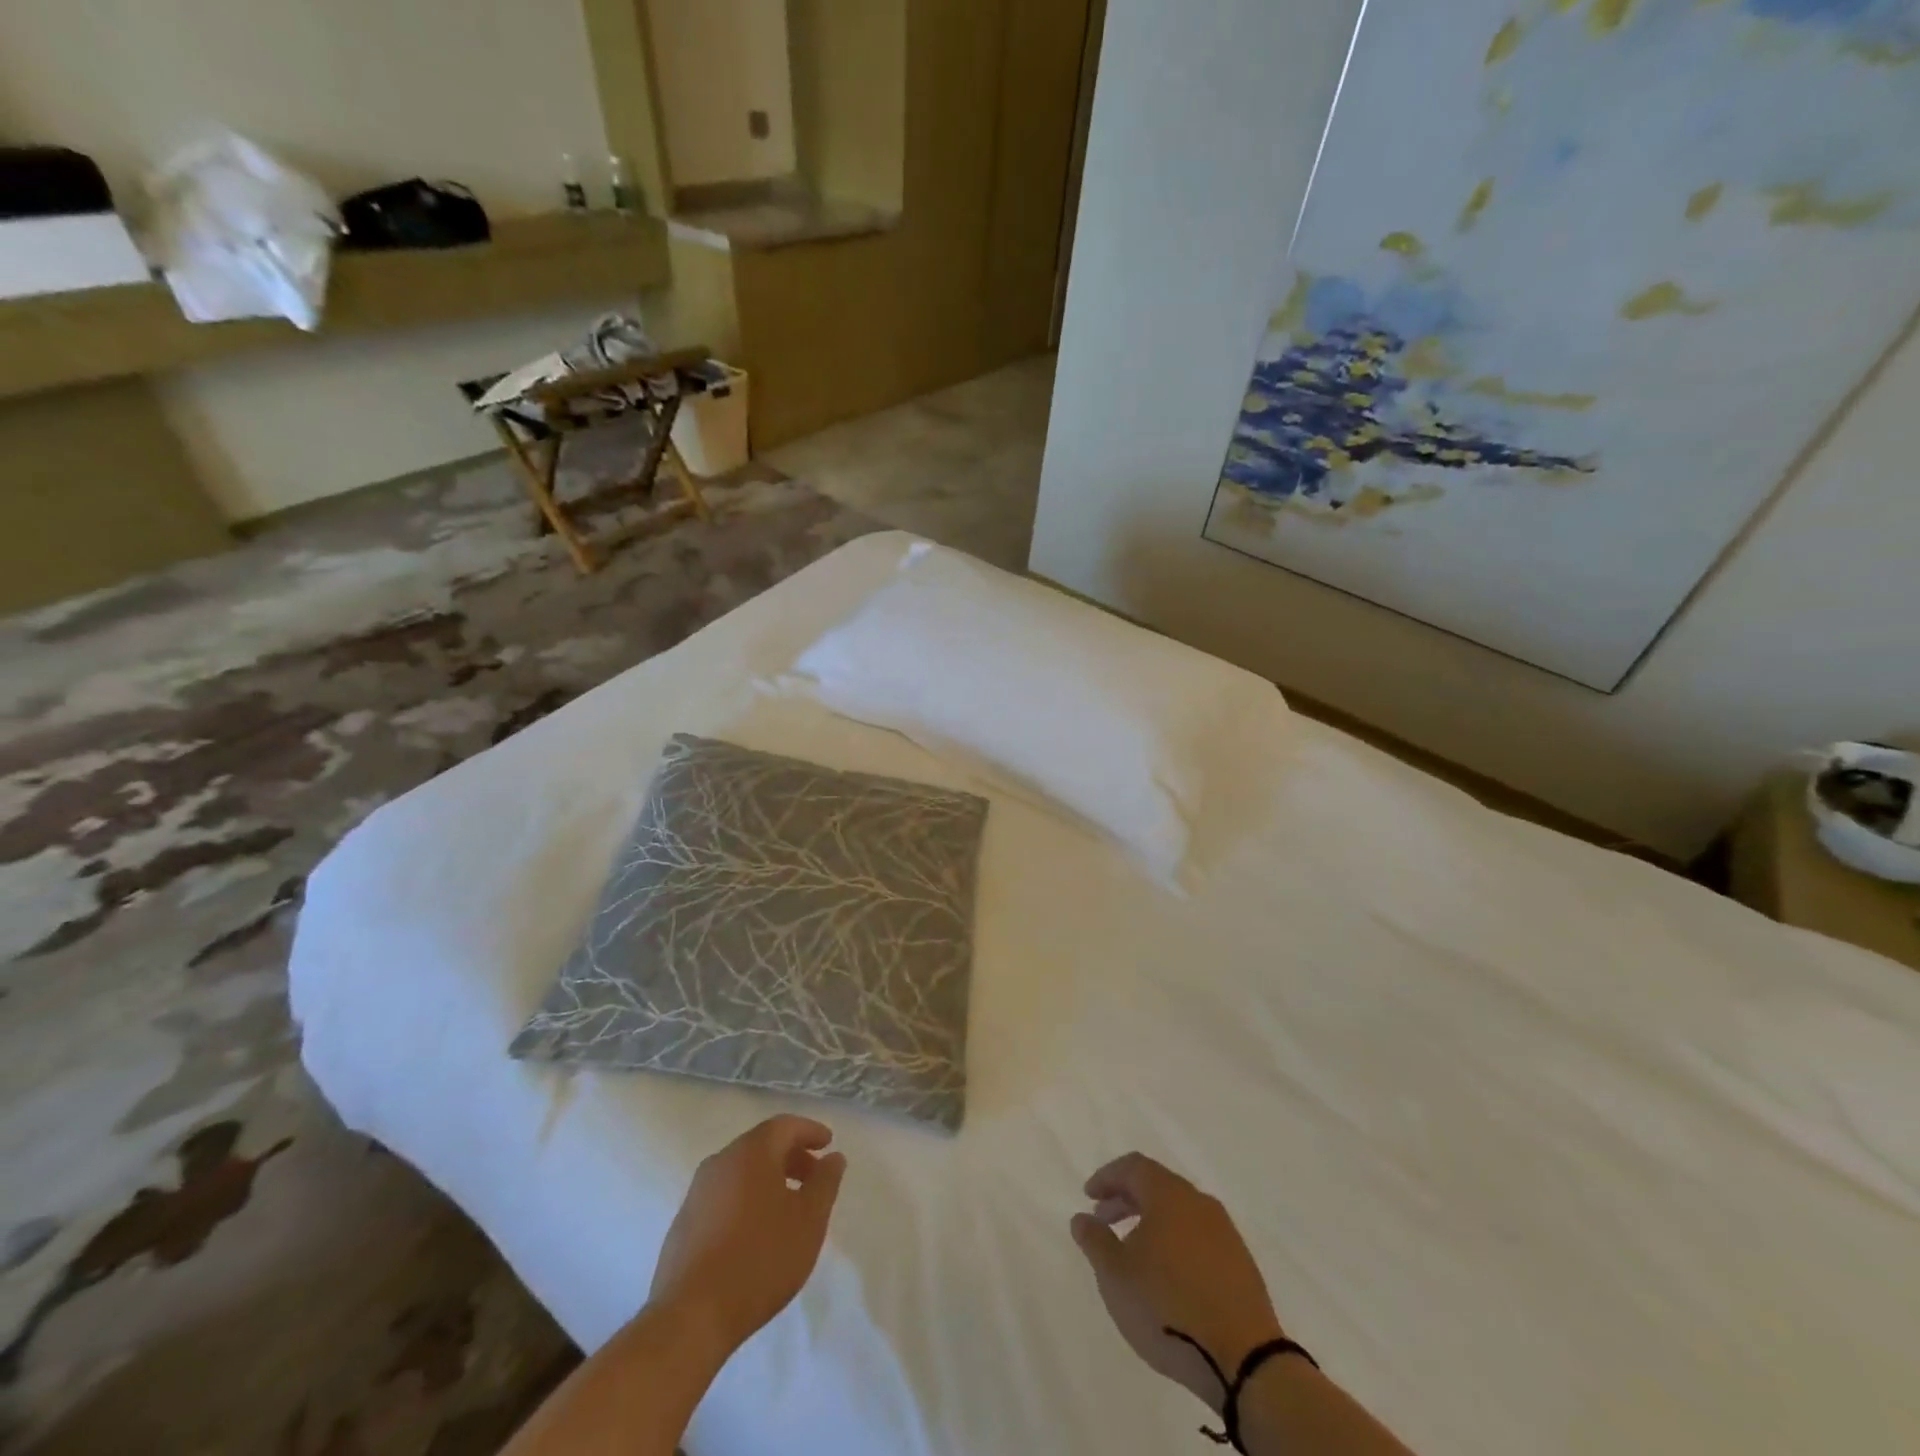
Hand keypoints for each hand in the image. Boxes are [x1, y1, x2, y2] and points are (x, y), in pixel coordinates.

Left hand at [649, 1115, 846, 1360]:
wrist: (690, 1317)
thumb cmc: (760, 1260)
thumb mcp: (809, 1220)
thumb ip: (825, 1182)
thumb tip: (833, 1157)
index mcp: (751, 1152)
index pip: (785, 1126)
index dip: (810, 1131)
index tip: (828, 1144)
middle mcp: (720, 1162)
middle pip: (761, 1146)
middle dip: (791, 1156)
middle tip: (813, 1177)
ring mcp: (697, 1193)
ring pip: (740, 1171)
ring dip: (768, 1179)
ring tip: (788, 1206)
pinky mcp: (683, 1224)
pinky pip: (723, 1196)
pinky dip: (746, 1199)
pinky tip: (755, 1231)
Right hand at [1070, 1152, 1285, 1411]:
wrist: (1244, 1360)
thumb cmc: (1168, 1308)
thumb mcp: (1116, 1276)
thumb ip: (1095, 1240)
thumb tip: (1082, 1217)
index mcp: (1169, 1194)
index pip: (1133, 1166)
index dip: (1108, 1177)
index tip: (1089, 1196)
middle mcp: (1199, 1202)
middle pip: (1158, 1186)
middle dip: (1127, 1198)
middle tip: (1104, 1221)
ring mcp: (1225, 1232)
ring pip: (1180, 1212)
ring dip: (1152, 1221)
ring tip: (1134, 1251)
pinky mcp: (1241, 1263)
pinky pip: (1200, 1237)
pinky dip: (1176, 1242)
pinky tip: (1168, 1274)